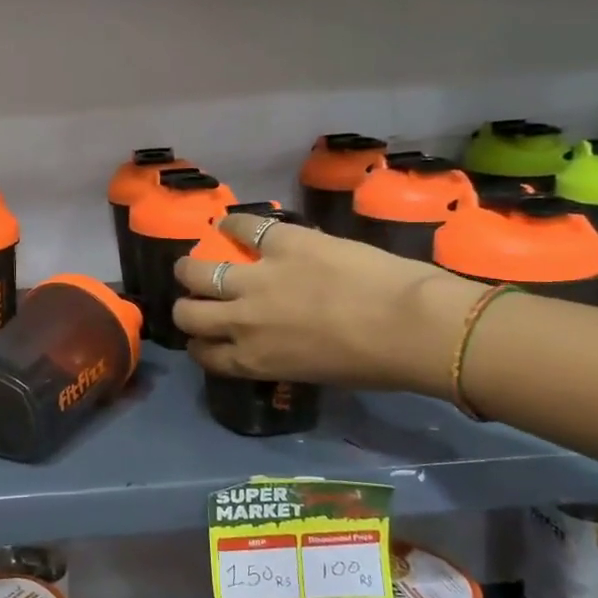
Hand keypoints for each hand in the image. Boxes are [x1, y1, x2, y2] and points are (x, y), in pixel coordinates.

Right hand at [172, 213, 483, 394]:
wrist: (411, 325)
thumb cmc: (374, 364)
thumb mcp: (312, 372)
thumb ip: (279, 356)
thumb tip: (273, 340)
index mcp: (253, 360)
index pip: (202, 354)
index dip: (198, 344)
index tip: (205, 337)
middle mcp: (241, 322)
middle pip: (187, 313)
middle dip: (187, 307)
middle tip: (200, 298)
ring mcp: (257, 279)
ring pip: (196, 271)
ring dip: (192, 268)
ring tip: (198, 262)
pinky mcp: (281, 243)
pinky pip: (244, 227)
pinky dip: (234, 225)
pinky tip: (231, 225)